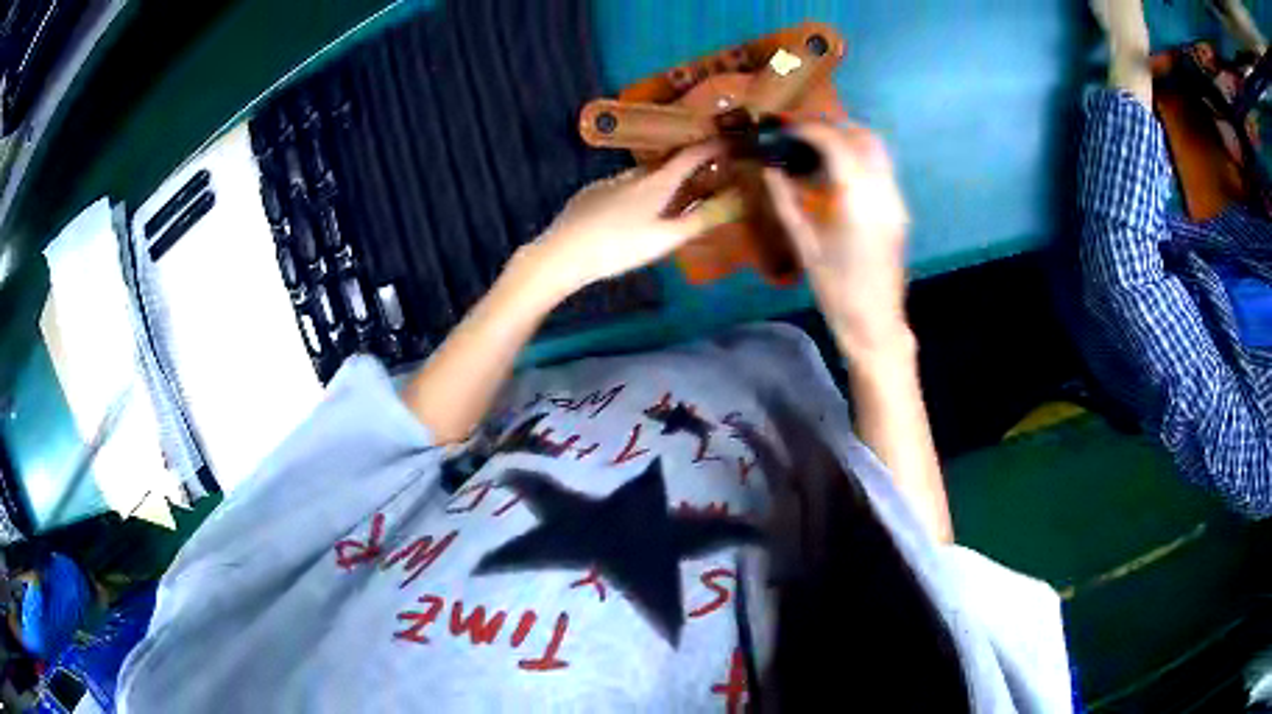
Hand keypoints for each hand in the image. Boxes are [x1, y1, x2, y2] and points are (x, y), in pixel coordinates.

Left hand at [529, 143, 739, 296]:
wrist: (564, 253)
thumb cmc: (619, 248)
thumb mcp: (664, 240)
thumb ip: (697, 222)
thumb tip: (727, 204)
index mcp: (656, 183)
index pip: (690, 156)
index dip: (710, 147)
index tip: (726, 141)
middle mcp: (633, 175)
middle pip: (664, 165)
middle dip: (683, 166)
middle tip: (699, 175)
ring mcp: (608, 182)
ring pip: (639, 177)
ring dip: (656, 181)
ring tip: (664, 198)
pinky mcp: (588, 194)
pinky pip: (618, 188)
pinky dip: (631, 193)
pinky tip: (627, 214)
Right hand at [763, 124, 911, 355]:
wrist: (874, 321)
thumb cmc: (835, 289)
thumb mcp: (804, 243)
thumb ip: (786, 199)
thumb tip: (770, 167)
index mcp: (858, 201)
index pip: (836, 144)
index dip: (808, 129)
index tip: (785, 129)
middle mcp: (883, 192)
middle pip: (863, 137)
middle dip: (831, 127)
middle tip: (800, 133)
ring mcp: (896, 200)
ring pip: (876, 149)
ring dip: (847, 139)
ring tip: (816, 148)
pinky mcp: (899, 209)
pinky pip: (880, 168)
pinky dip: (857, 158)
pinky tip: (835, 173)